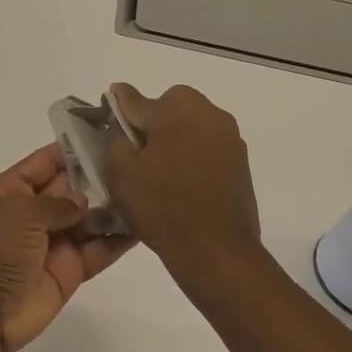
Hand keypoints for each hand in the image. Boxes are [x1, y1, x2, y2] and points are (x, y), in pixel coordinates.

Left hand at [0, 143, 133, 351]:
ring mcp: (53, 241)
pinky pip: (98, 249)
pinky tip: (146, 225)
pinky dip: (119, 239)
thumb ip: (57, 203)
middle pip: (73, 187)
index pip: (47, 161)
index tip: (108, 133)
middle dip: (101, 176)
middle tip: (141, 161)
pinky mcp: (70, 270)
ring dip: (114, 207)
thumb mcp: (21, 213)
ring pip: (90, 218)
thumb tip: (84, 202)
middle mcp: (34, 211)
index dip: (73, 148)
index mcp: (12, 189)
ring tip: (150, 190)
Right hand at [103, 84, 261, 272]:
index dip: (120, 106)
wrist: (216, 251)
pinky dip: (193, 155)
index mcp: (179, 110)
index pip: (139, 100)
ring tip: (160, 170)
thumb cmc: (162, 207)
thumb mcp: (122, 172)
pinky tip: (182, 182)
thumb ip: (116, 136)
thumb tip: (121, 117)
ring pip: (193, 125)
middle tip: (138, 151)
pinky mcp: (241, 163)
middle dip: (154, 120)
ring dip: (176, 137)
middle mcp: (210, 114)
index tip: (110, 109)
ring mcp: (230, 139)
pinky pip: (208, 147)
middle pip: (172, 105)